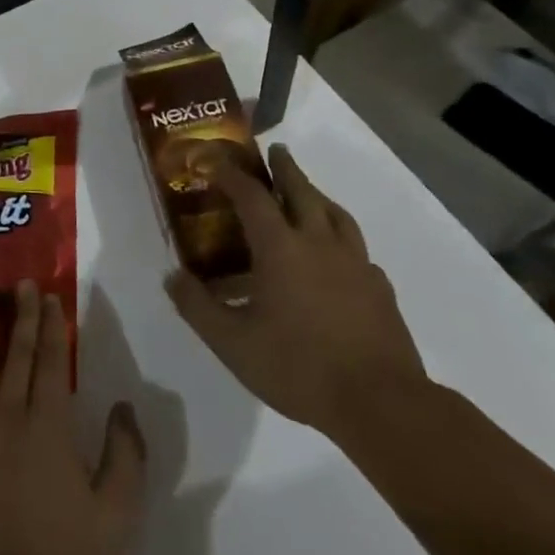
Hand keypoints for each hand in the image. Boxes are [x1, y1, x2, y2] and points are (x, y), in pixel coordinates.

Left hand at [0, 281, 145, 554]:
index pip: (51, 363)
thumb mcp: (118, 513)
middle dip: (22, 316)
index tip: (50, 296)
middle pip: (17, 355)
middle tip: (22, 284)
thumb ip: (126, 455)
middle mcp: (10, 416)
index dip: (52, 327)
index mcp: (48, 426)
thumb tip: (123, 407)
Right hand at [166, 144, 429, 444]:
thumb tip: (172, 276)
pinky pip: (357, 247)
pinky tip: (337, 253)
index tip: (215, 160)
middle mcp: (319, 244)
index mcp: (281, 248)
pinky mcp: (379, 288)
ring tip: (307, 191)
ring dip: (316, 194)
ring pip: (335, 214)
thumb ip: (197, 307)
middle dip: (285, 168)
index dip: (232, 174)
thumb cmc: (299, 367)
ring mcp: (355, 264)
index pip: (252, 196)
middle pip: (302, 191)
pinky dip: (340, 236)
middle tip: (275, 151)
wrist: (381, 404)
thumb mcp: (232, 343)